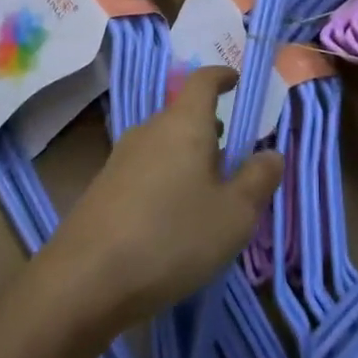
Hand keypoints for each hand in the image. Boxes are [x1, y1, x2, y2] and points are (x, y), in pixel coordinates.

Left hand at [49, 67, 283, 329]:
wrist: (84, 281)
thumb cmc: (172, 237)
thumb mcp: (234, 214)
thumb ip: (259, 179)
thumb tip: (272, 153)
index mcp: (183, 124)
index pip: (203, 81)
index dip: (221, 75)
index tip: (235, 80)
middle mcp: (149, 131)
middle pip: (183, 115)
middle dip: (210, 127)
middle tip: (233, 152)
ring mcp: (121, 159)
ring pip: (164, 144)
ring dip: (188, 156)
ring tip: (208, 189)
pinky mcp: (103, 189)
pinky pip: (146, 170)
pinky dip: (166, 179)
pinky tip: (173, 218)